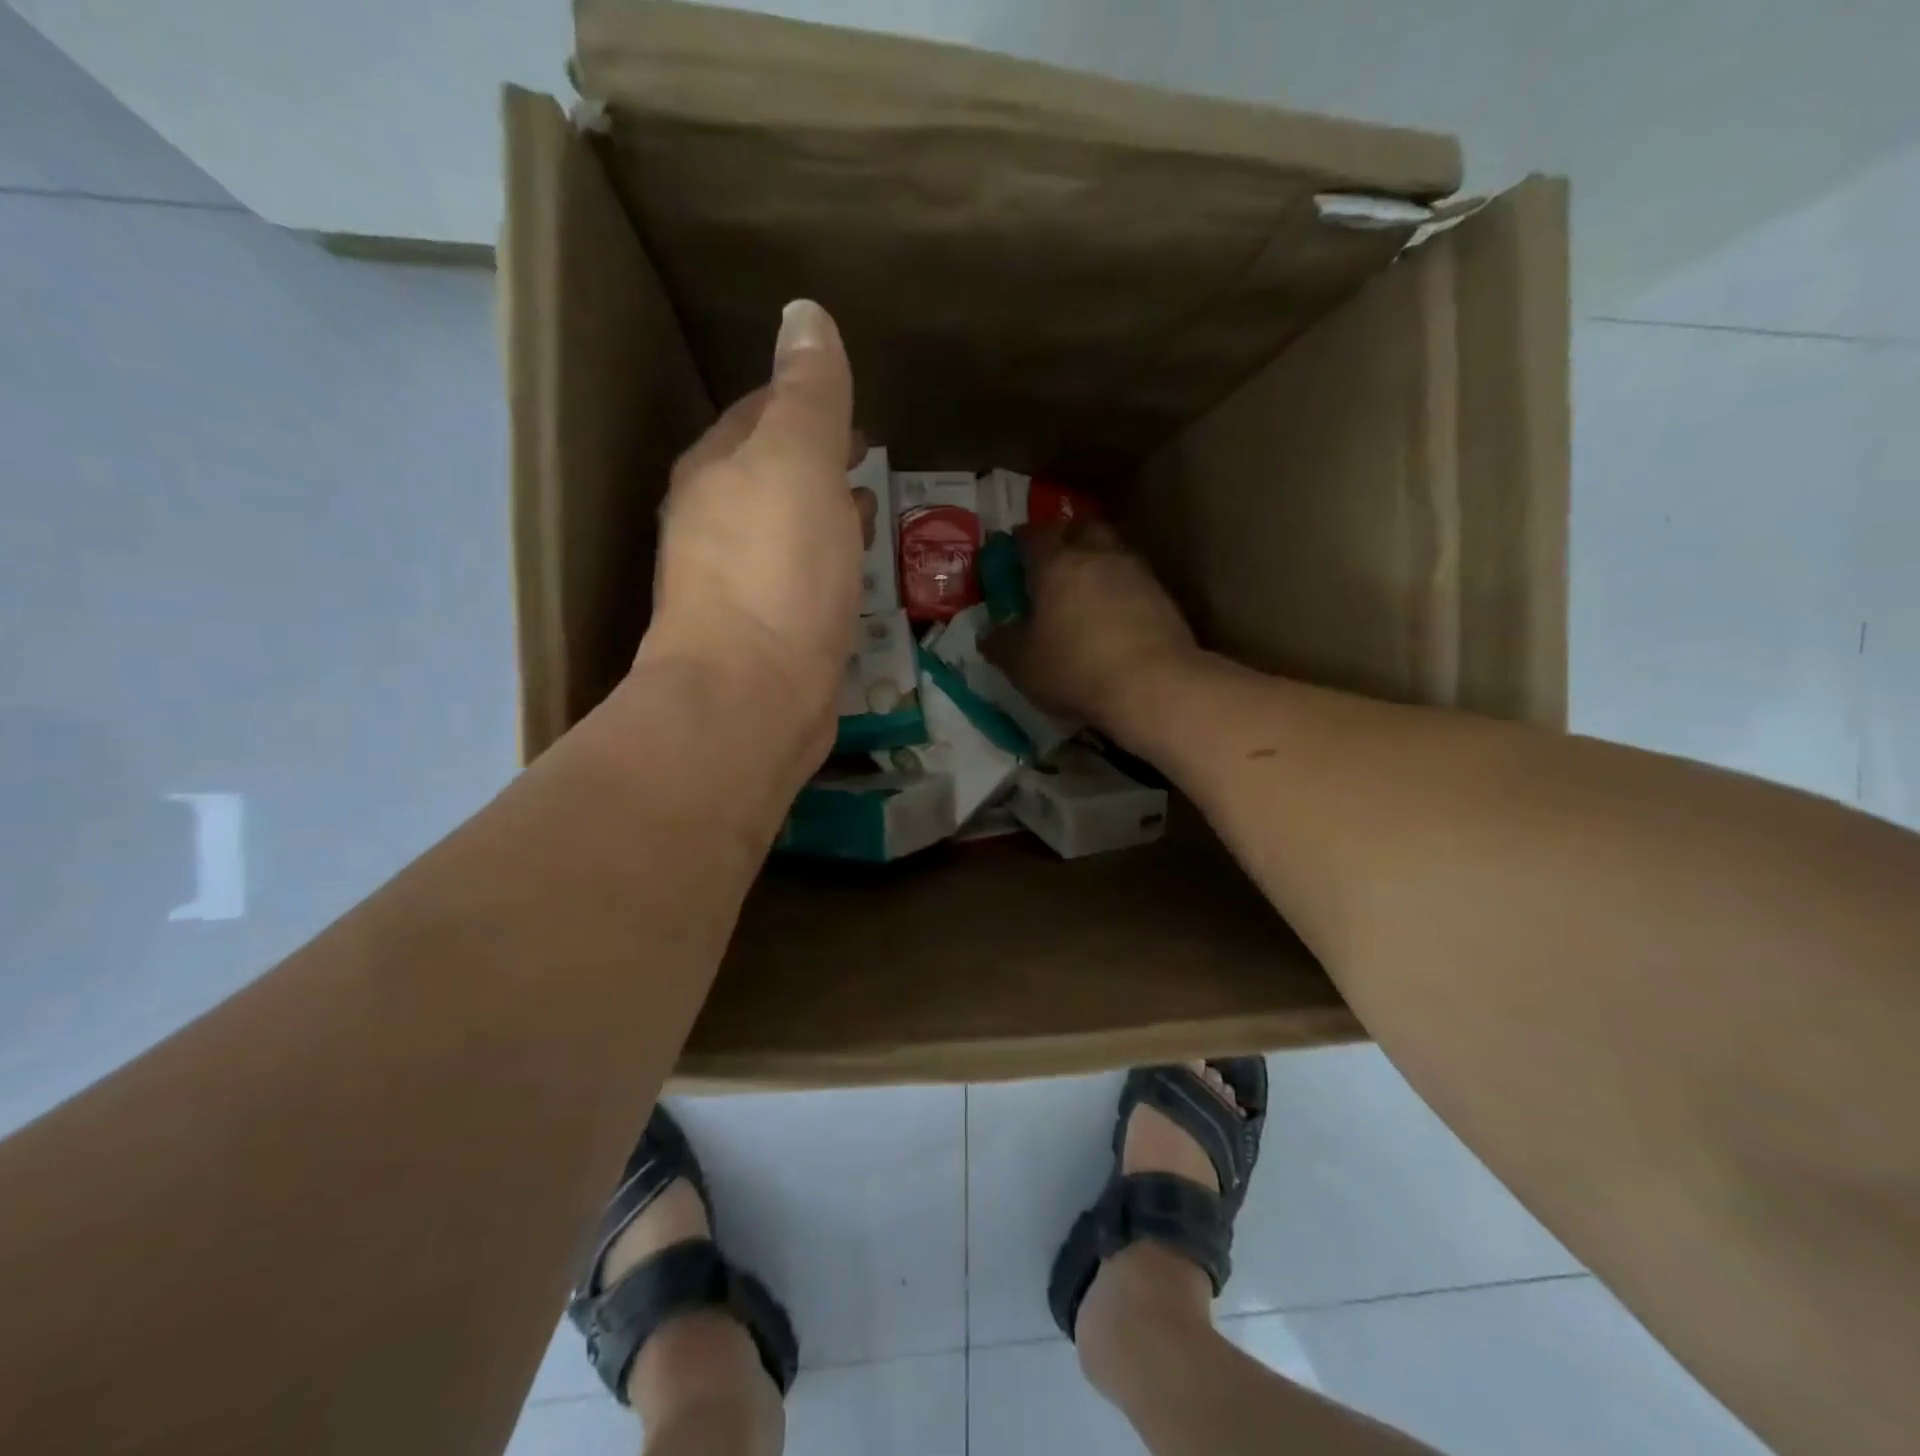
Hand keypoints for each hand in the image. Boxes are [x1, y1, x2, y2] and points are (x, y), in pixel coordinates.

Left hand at [637, 300, 871, 756]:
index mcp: (715, 472)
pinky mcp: (766, 636)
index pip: (758, 414)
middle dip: (813, 460)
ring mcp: (737, 587)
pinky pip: (801, 581)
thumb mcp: (798, 463)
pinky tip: (854, 576)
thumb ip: (807, 393)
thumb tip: (804, 315)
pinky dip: (827, 564)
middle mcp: (713, 525)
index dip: (804, 402)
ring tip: (866, 510)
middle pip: (769, 475)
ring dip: (822, 514)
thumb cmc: (776, 570)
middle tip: (863, 454)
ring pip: (785, 531)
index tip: (849, 405)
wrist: (752, 697)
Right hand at [987, 520, 1198, 729]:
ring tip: (1086, 591)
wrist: (1154, 686)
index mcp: (1056, 565)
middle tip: (1054, 562)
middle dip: (1067, 538)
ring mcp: (1136, 573)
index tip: (1013, 551)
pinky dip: (1121, 589)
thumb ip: (1001, 644)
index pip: (1035, 535)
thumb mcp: (1022, 665)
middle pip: (1082, 528)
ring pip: (1112, 552)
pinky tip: (1114, 615)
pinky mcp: (1163, 597)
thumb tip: (989, 633)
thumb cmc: (1076, 669)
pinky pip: (1134, 580)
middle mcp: (1098, 557)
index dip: (1021, 540)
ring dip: (1098, 563)